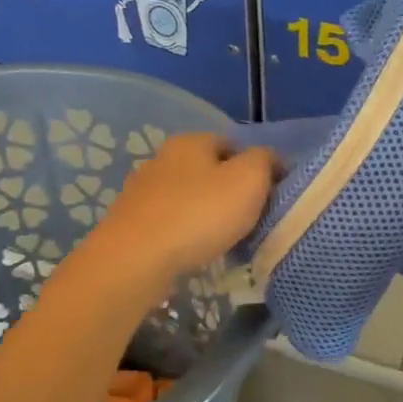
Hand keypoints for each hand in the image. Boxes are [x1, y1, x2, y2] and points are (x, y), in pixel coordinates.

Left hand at [78, 133, 274, 291]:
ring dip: (206, 214)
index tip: (271, 194)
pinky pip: (170, 222)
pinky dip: (185, 233)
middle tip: (251, 219)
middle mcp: (162, 158)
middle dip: (230, 191)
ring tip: (226, 239)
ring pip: (188, 197)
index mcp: (191, 142)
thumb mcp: (249, 180)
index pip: (233, 144)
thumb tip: (270, 160)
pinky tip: (196, 251)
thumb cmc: (199, 214)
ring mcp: (142, 191)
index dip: (256, 166)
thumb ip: (265, 162)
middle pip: (208, 171)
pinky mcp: (130, 222)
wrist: (135, 259)